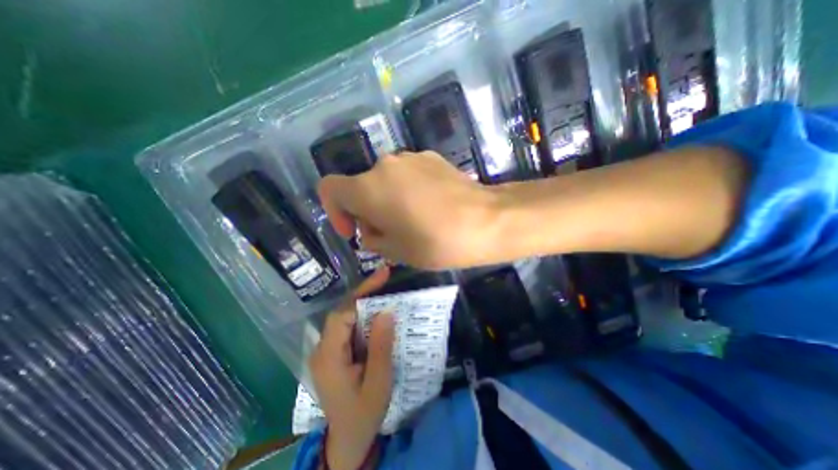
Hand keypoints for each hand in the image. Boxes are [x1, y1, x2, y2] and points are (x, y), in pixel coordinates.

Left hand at [311, 267, 396, 469]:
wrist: (348, 439)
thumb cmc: (364, 413)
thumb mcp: (378, 382)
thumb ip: (381, 346)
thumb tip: (386, 311)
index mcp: (329, 357)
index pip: (342, 315)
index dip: (362, 293)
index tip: (382, 276)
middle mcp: (322, 349)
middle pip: (342, 312)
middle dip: (364, 292)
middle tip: (385, 277)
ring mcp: (326, 350)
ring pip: (344, 317)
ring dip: (364, 301)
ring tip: (383, 288)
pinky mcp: (333, 352)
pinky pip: (348, 326)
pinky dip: (362, 314)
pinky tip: (376, 310)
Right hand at [314, 152, 496, 269]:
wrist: (487, 221)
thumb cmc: (436, 242)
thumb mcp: (396, 251)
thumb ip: (373, 238)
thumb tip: (371, 229)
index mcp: (368, 187)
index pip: (329, 188)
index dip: (334, 210)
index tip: (354, 231)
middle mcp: (385, 165)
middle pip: (361, 186)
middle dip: (368, 211)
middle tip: (389, 234)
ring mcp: (411, 157)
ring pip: (386, 180)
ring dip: (388, 201)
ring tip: (412, 222)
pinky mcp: (432, 158)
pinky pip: (408, 175)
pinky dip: (408, 191)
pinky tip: (430, 207)